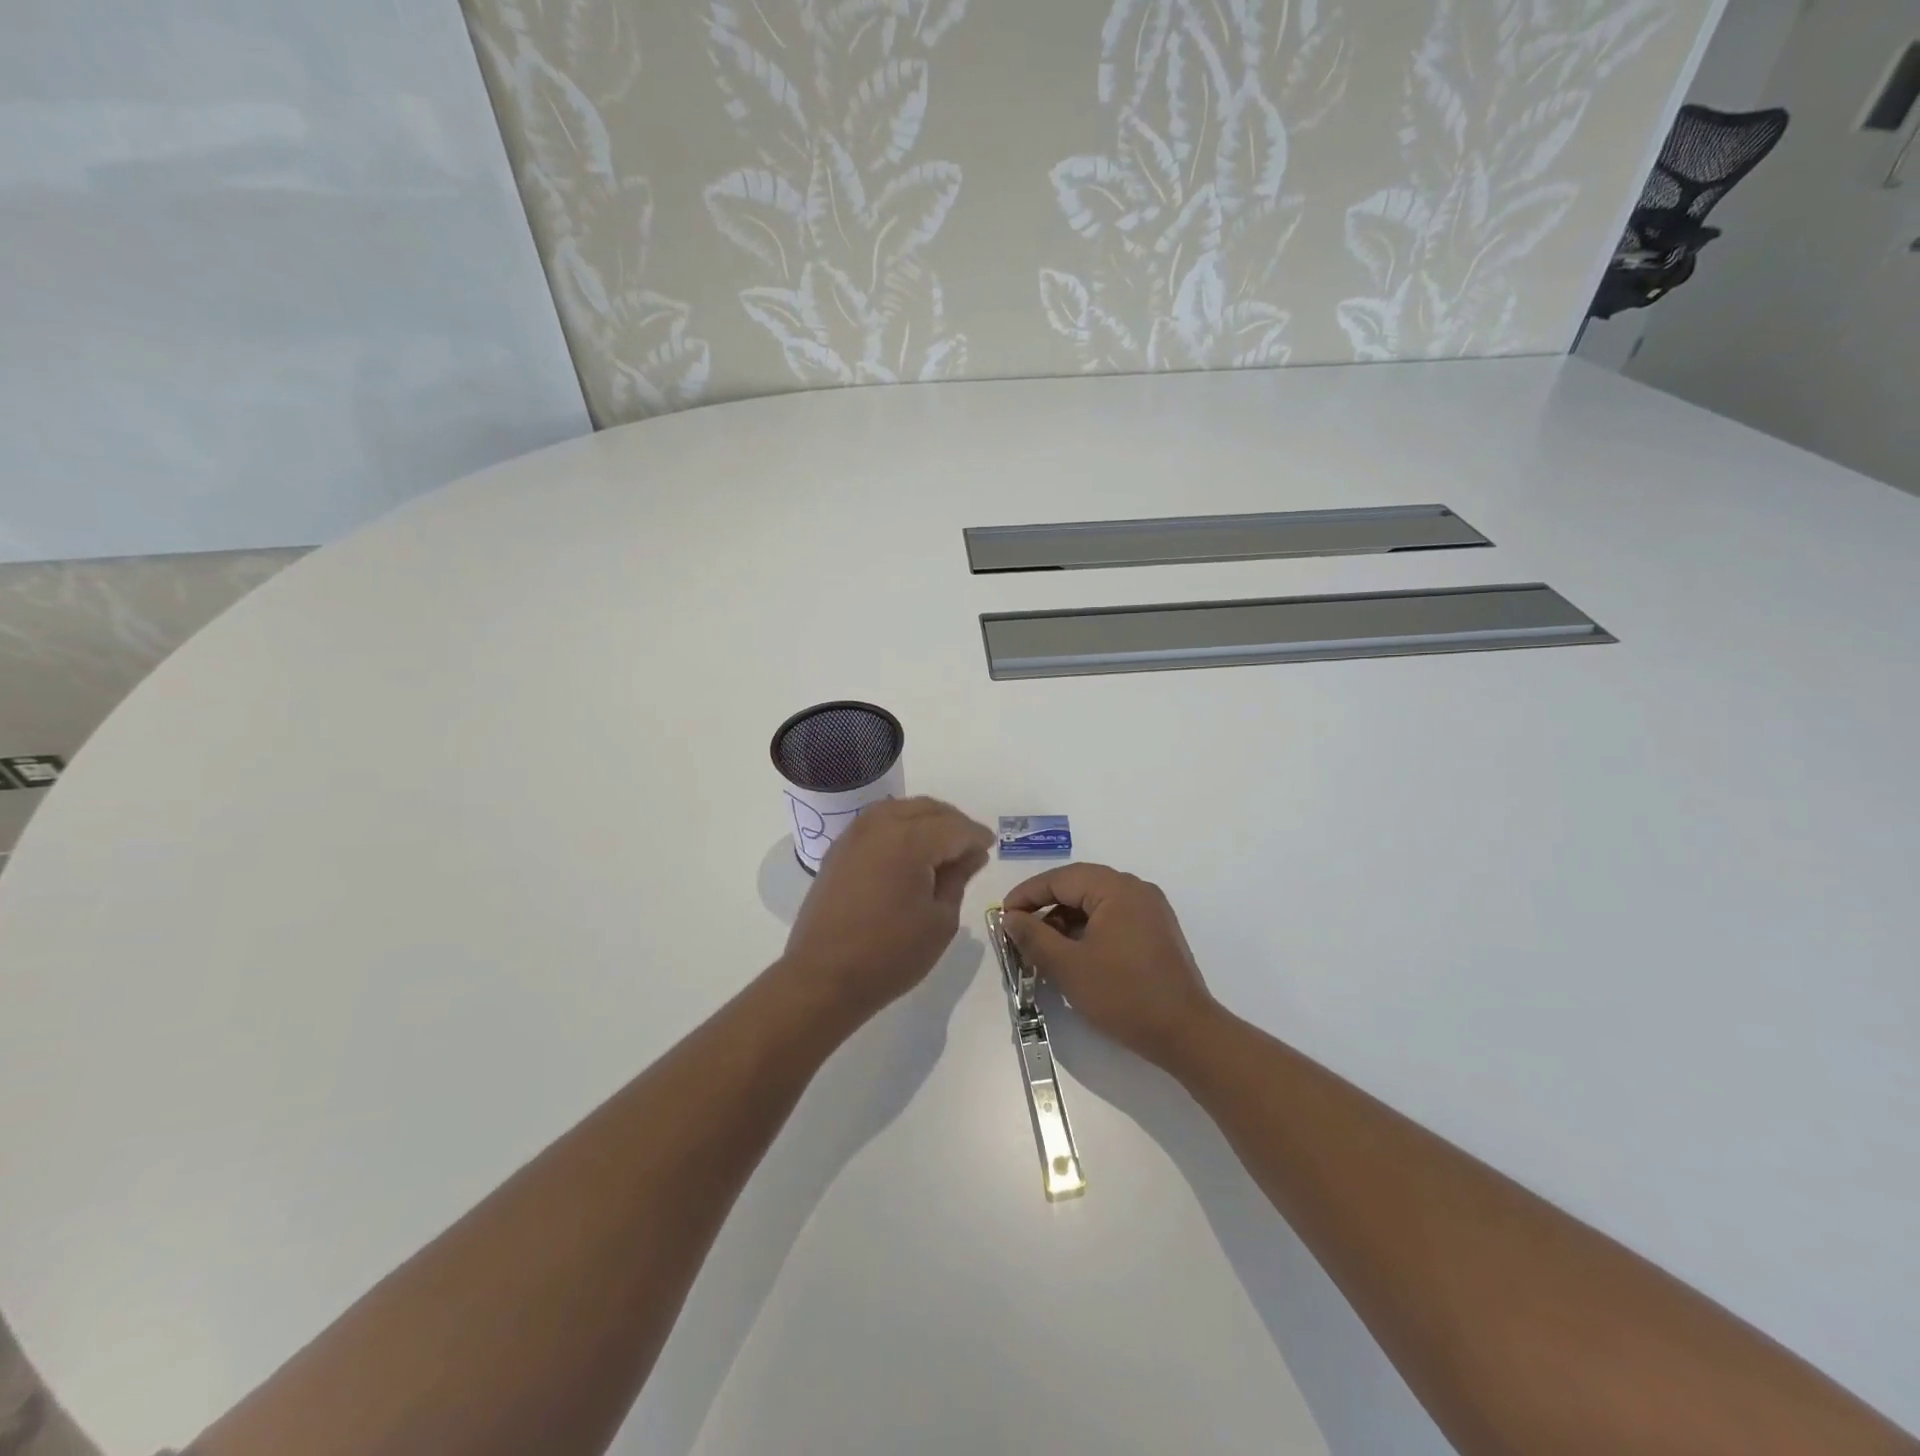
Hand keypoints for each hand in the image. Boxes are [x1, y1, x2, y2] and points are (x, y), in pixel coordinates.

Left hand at [782, 797, 993, 1022]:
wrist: (824, 977)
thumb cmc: (891, 954)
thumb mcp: (940, 920)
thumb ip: (958, 878)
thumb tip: (971, 854)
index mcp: (910, 840)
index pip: (955, 828)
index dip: (977, 837)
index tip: (990, 848)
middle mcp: (880, 825)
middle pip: (927, 809)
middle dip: (953, 823)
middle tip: (970, 847)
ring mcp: (854, 834)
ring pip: (900, 809)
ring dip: (926, 820)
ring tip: (942, 847)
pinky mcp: (839, 849)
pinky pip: (877, 823)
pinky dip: (899, 827)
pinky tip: (909, 851)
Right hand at [1003, 863, 1220, 1070]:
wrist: (1186, 1034)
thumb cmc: (1124, 995)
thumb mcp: (1068, 966)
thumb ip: (1033, 937)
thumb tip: (1010, 917)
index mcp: (1116, 888)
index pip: (1060, 878)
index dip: (1027, 895)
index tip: (1003, 916)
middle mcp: (1136, 889)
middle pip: (1079, 887)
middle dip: (1045, 908)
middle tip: (1019, 932)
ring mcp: (1150, 910)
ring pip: (1095, 904)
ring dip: (1066, 921)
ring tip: (1043, 949)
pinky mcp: (1156, 932)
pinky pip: (1113, 918)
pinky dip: (1088, 931)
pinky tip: (1073, 955)